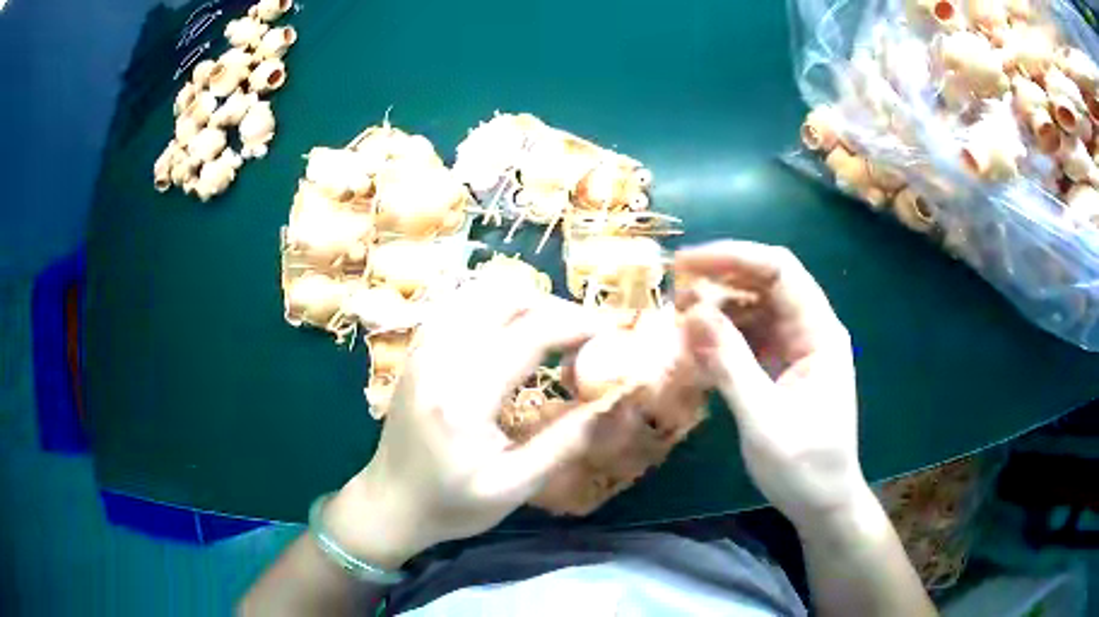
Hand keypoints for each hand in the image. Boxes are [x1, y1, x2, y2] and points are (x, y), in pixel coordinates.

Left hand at [324, 278, 610, 568]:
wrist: (389, 503)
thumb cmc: (452, 504)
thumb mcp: (515, 486)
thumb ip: (568, 441)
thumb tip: (618, 401)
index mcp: (465, 395)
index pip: (533, 331)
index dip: (580, 324)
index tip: (614, 334)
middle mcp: (440, 357)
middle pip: (507, 296)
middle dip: (556, 308)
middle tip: (586, 338)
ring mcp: (423, 347)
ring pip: (481, 292)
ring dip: (526, 303)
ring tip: (553, 336)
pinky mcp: (418, 349)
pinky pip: (461, 305)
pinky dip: (496, 308)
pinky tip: (512, 335)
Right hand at [674, 241, 864, 531]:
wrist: (823, 505)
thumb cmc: (804, 467)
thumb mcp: (764, 419)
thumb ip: (730, 364)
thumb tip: (692, 313)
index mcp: (820, 334)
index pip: (780, 271)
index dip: (733, 258)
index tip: (685, 264)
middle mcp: (810, 331)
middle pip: (766, 284)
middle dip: (720, 281)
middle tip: (673, 292)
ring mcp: (797, 349)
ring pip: (755, 311)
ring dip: (717, 311)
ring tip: (677, 322)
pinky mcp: (783, 368)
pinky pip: (750, 340)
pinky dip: (722, 340)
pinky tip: (695, 351)